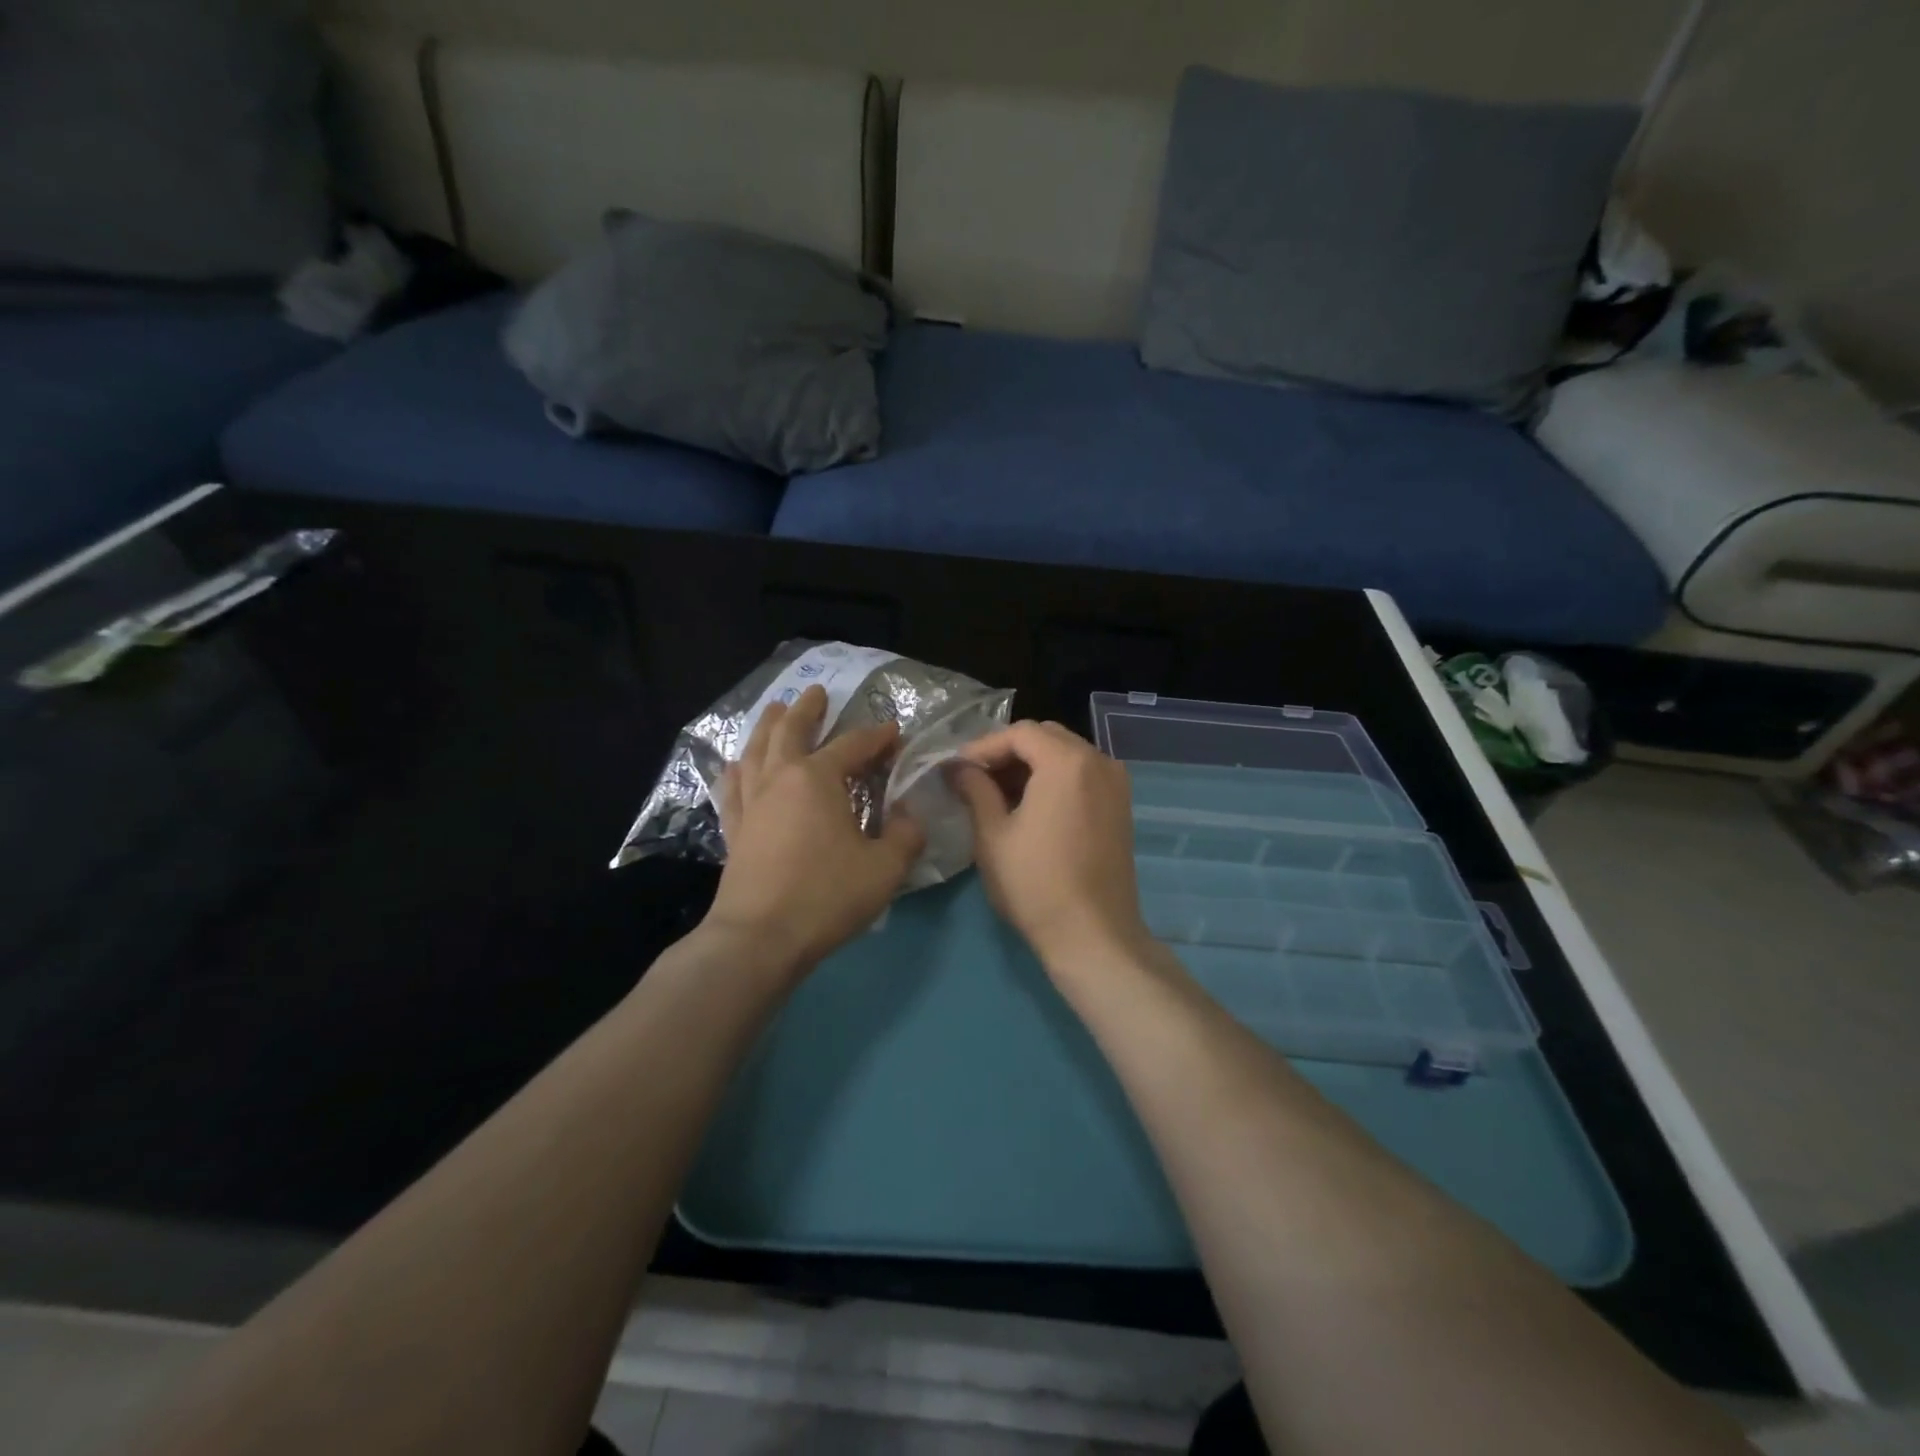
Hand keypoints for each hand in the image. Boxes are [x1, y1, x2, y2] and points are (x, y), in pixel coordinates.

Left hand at [704, 684, 924, 976]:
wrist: (760, 937)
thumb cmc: (826, 896)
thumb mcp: (885, 868)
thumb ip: (905, 835)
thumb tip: (908, 815)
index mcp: (817, 779)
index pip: (852, 745)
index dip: (877, 737)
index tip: (894, 733)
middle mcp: (780, 779)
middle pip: (791, 730)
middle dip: (808, 709)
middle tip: (817, 692)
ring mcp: (752, 802)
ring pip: (756, 750)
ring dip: (767, 726)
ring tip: (774, 710)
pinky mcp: (735, 828)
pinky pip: (733, 786)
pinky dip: (737, 768)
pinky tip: (737, 764)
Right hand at [949, 720, 1149, 968]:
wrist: (1094, 935)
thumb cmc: (1035, 883)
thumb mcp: (993, 834)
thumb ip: (975, 789)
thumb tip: (958, 767)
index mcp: (1067, 761)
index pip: (1019, 733)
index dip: (984, 746)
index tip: (957, 769)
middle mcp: (1099, 761)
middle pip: (1046, 737)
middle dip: (1008, 752)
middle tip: (976, 779)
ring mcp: (1116, 783)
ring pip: (1067, 755)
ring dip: (1032, 765)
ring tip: (998, 795)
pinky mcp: (1121, 806)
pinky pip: (1084, 775)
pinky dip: (1055, 780)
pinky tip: (1031, 807)